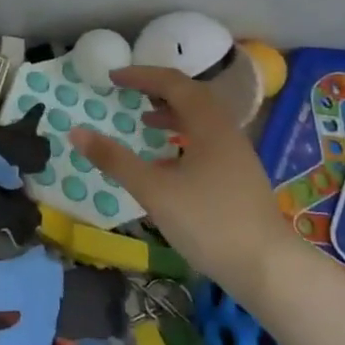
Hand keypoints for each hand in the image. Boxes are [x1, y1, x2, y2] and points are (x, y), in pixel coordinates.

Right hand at [72, 66, 298, 301]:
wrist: (268, 268)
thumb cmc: (209, 222)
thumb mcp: (153, 190)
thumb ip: (115, 159)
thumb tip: (76, 131)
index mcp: (208, 124)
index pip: (173, 83)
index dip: (141, 76)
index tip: (112, 77)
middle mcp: (226, 131)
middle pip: (191, 96)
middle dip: (157, 90)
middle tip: (129, 93)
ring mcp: (237, 155)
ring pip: (201, 120)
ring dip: (171, 114)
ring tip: (145, 122)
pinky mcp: (239, 177)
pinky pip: (207, 141)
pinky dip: (182, 137)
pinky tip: (167, 163)